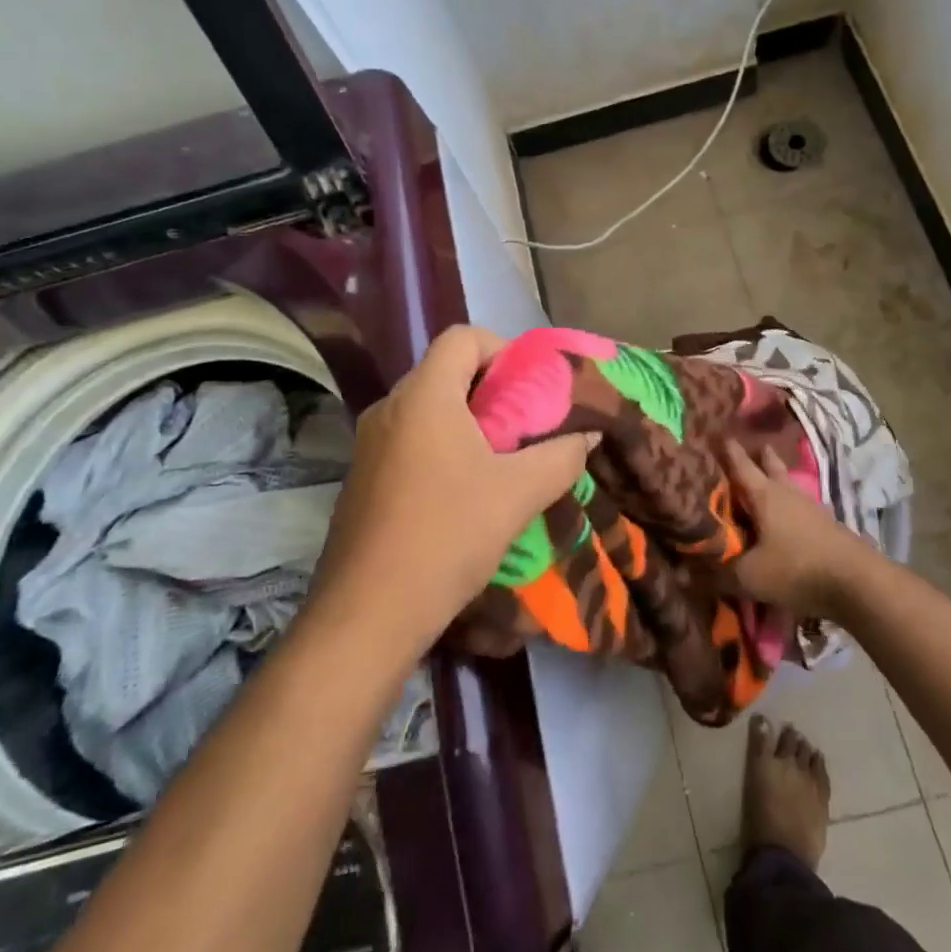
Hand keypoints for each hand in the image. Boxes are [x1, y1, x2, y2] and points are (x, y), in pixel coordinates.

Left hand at [310, 326, 595, 657]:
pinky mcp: (362, 477)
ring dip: (469, 422)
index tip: (530, 388)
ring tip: (502, 461)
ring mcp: (369, 443)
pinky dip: (442, 447)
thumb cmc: (446, 536)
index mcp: (423, 396)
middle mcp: (389, 407)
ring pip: (428, 408)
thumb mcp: (518, 494)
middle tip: (526, 426)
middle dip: (492, 391)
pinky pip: (410, 439)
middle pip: (446, 371)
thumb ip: (561, 456)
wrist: (367, 614)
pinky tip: (464, 492)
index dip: (503, 349)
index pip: (462, 337)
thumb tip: (588, 433)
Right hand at [722, 440, 873, 618]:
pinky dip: (787, 506)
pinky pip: (799, 506)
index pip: (739, 463)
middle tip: (742, 450)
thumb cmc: (797, 569)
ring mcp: (810, 507)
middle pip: (770, 465)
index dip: (725, 449)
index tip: (713, 432)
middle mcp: (787, 492)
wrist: (858, 583)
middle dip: (757, 456)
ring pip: (787, 485)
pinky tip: (782, 519)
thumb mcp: (749, 577)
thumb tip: (684, 574)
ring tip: (761, 484)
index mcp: (763, 494)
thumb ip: (717, 574)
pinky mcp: (826, 525)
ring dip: (774, 480)